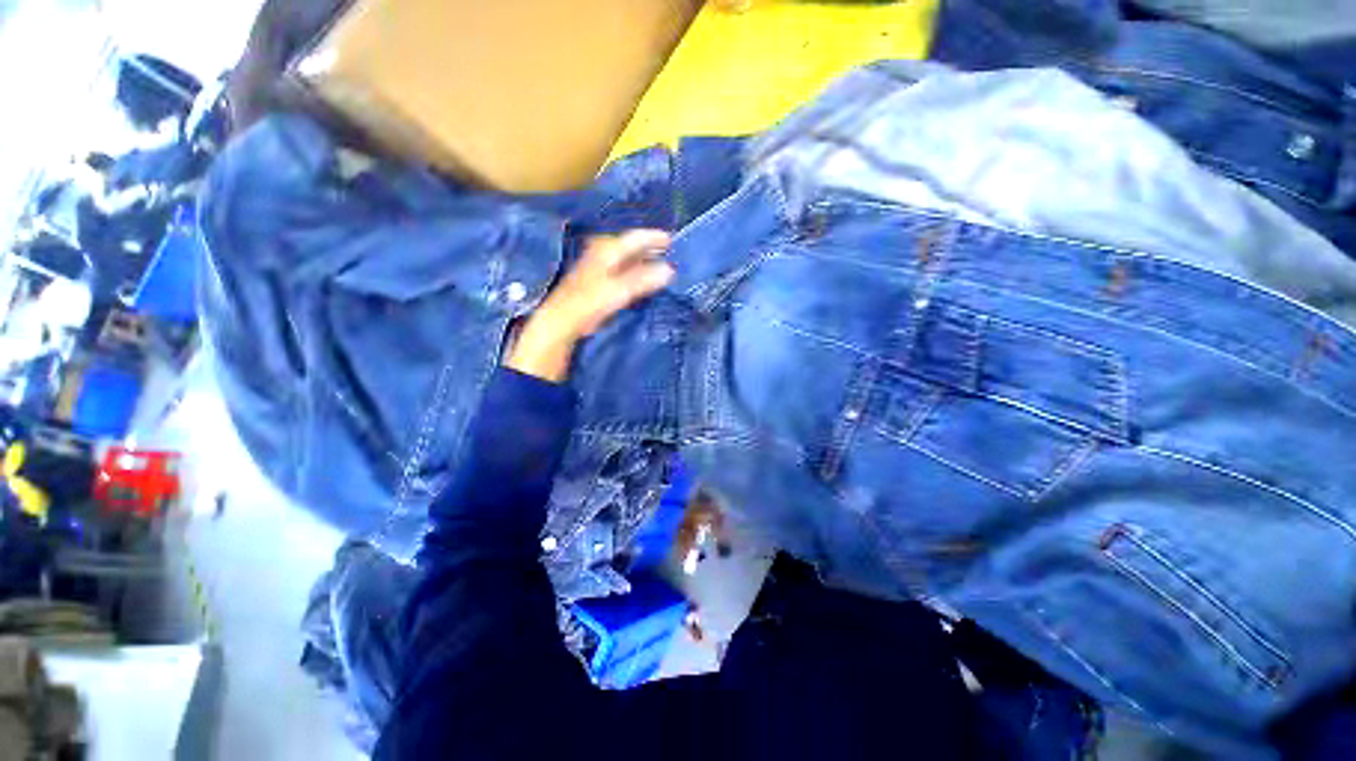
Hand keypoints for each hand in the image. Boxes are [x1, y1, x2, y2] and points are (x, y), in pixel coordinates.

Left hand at [506, 229, 673, 381]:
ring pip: (624, 260)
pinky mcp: (598, 286)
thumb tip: (670, 271)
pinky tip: (641, 282)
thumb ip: (642, 280)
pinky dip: (634, 274)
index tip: (671, 240)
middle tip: (668, 251)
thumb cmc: (588, 303)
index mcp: (606, 251)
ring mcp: (598, 270)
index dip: (652, 237)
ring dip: (641, 261)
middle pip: (628, 247)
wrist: (561, 322)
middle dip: (648, 248)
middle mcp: (601, 255)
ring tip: (659, 264)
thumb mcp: (618, 291)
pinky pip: (621, 273)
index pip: (633, 238)